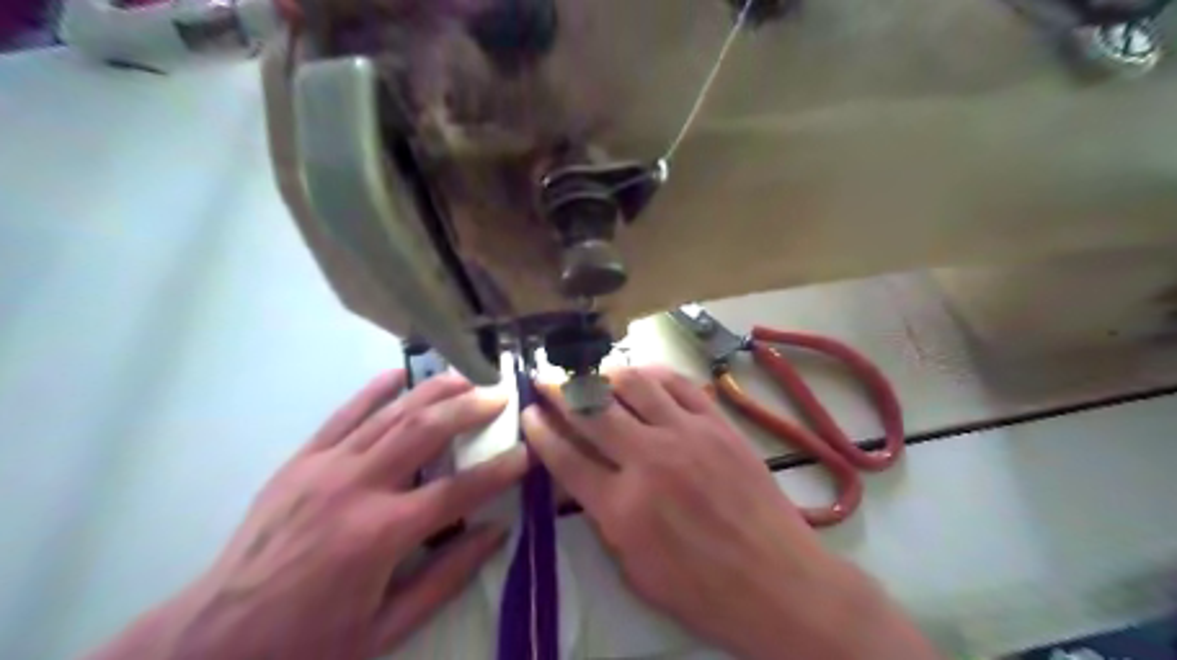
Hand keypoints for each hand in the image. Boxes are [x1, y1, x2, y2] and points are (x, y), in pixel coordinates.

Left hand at [89, 372, 529, 659]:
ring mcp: (325, 468)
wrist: (211, 642)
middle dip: (470, 408)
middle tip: (502, 395)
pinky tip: (401, 373)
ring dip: (434, 390)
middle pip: (426, 431)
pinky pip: (344, 415)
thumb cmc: (307, 644)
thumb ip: (447, 577)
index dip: (500, 470)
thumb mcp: (386, 629)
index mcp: (381, 535)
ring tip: (467, 376)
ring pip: (391, 414)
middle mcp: (357, 488)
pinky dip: (375, 390)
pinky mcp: (301, 461)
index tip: (528, 452)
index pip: (458, 490)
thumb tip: (496, 532)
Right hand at [523, 365, 937, 659]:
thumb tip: (588, 480)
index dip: (541, 431)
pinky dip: (655, 375)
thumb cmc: (703, 591)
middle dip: (561, 392)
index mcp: (622, 507)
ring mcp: (686, 435)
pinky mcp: (718, 425)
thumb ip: (605, 520)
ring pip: (635, 386)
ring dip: (606, 376)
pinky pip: (680, 385)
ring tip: (594, 374)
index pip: (565, 457)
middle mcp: (648, 460)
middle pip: (592, 413)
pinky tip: (643, 375)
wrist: (778, 582)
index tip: (529, 412)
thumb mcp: (636, 571)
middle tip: (547, 381)